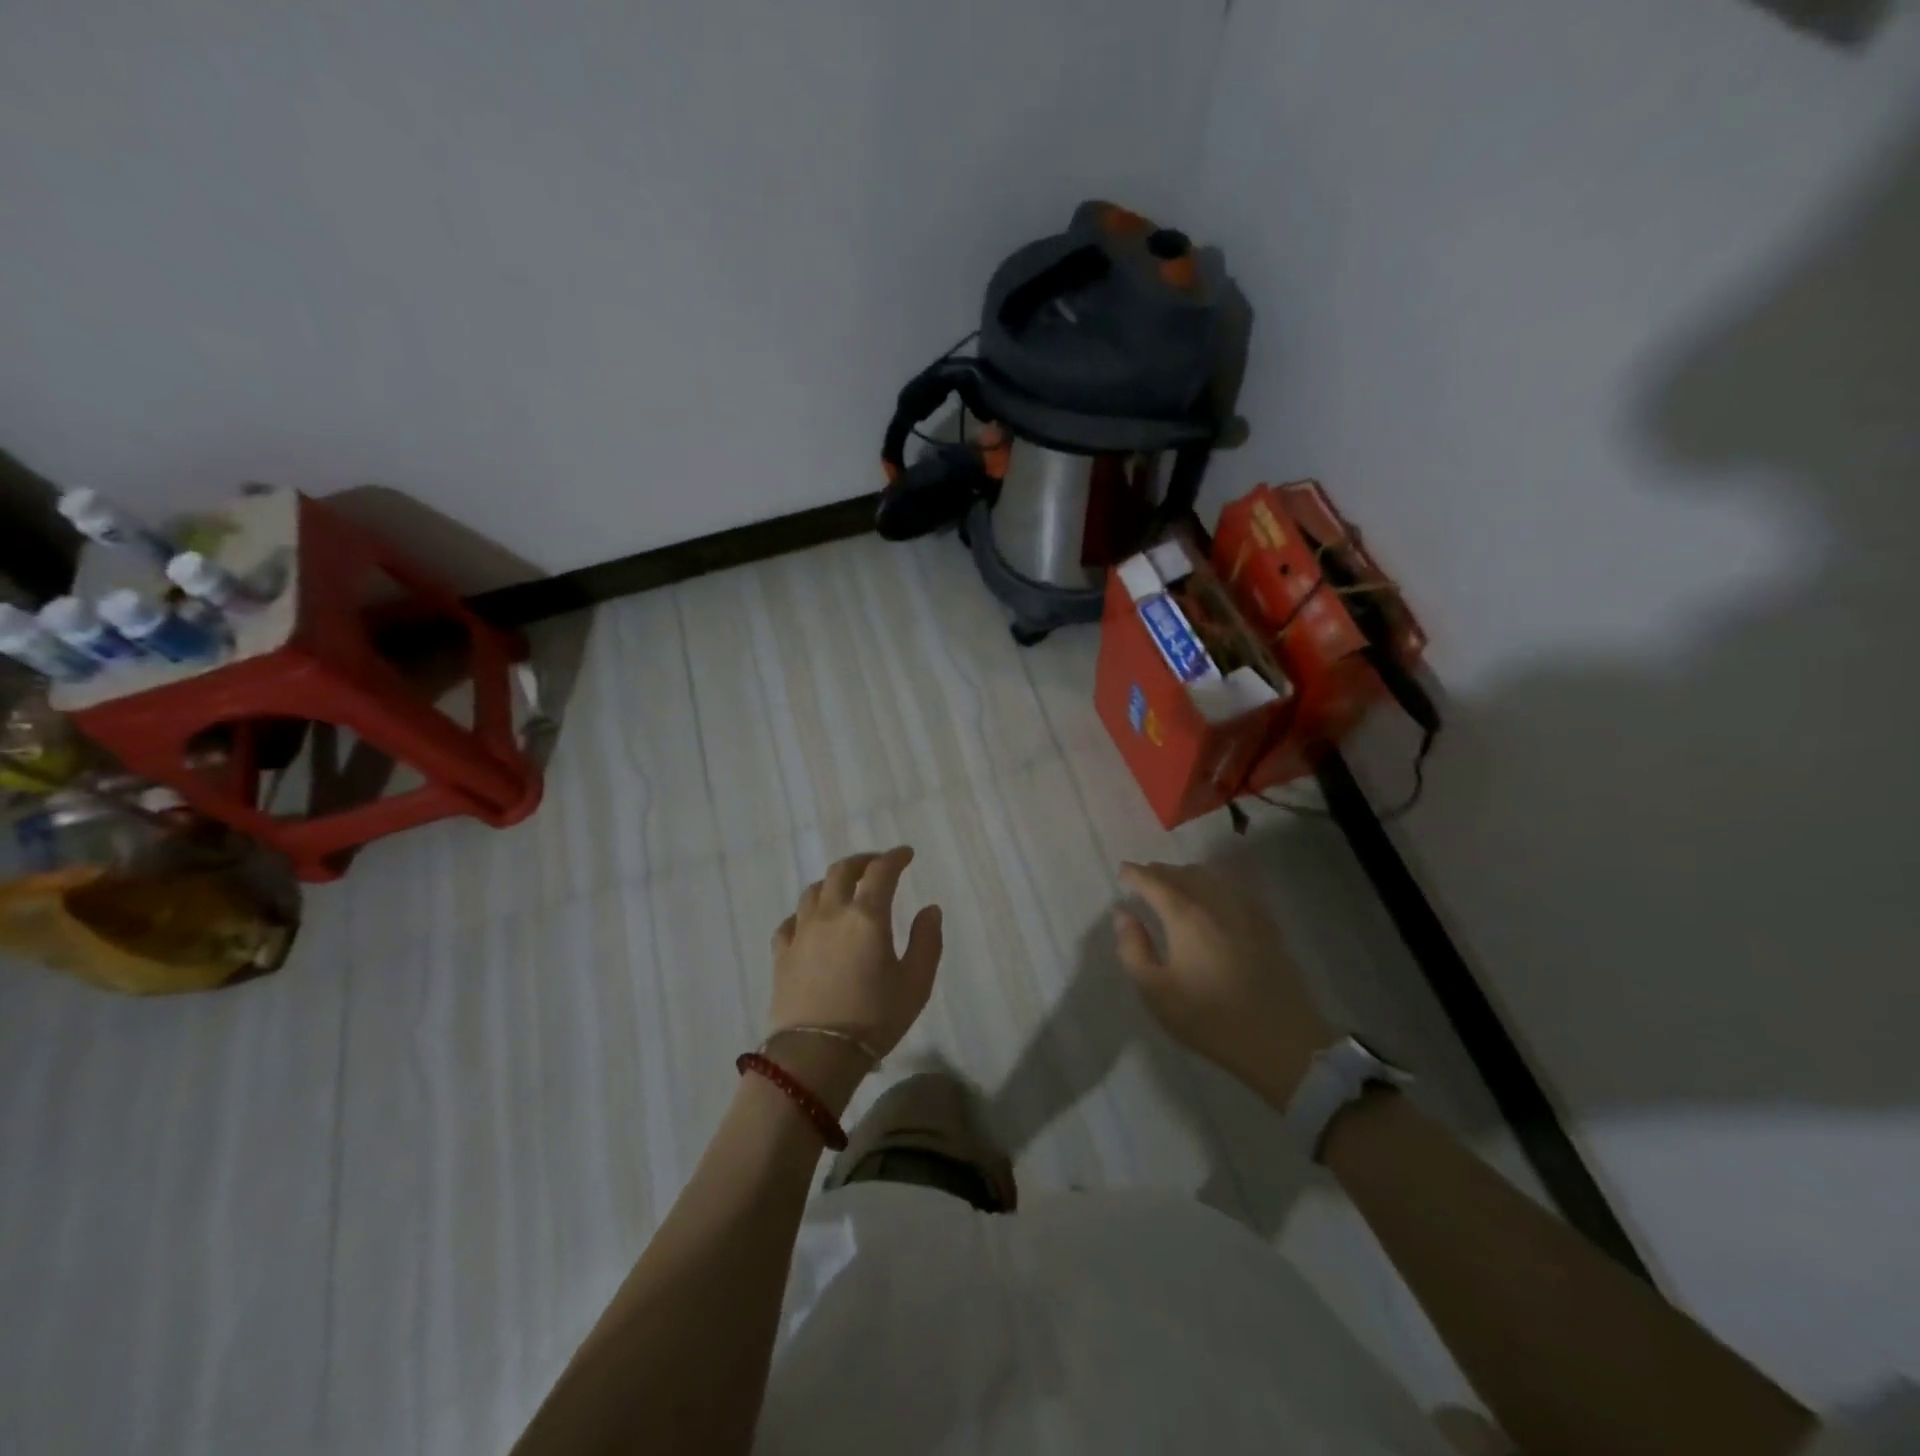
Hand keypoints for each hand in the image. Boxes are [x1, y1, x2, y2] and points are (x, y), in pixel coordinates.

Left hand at [769, 847, 942, 1085]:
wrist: (815, 1055)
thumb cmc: (874, 1018)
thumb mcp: (916, 983)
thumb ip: (927, 941)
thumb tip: (930, 909)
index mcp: (867, 916)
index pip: (881, 871)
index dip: (895, 857)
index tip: (906, 854)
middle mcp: (831, 914)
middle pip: (842, 871)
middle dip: (862, 861)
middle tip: (876, 865)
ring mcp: (801, 932)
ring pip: (813, 891)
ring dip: (832, 882)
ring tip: (844, 889)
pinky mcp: (781, 954)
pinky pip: (791, 921)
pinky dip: (805, 913)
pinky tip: (810, 922)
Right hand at [1113, 861, 1334, 1107]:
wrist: (1281, 1040)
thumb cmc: (1210, 1018)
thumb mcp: (1156, 992)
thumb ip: (1133, 949)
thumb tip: (1123, 915)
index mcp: (1185, 916)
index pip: (1155, 881)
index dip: (1135, 873)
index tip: (1123, 871)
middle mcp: (1215, 902)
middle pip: (1184, 873)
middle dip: (1160, 871)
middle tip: (1144, 878)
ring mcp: (1245, 911)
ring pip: (1211, 876)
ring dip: (1188, 874)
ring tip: (1175, 884)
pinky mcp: (1265, 924)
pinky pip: (1235, 888)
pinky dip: (1215, 883)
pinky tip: (1213, 896)